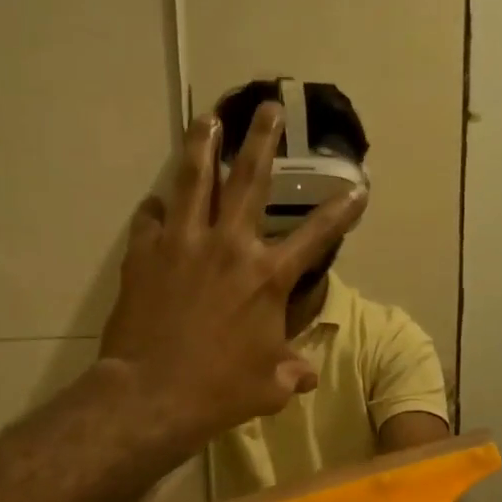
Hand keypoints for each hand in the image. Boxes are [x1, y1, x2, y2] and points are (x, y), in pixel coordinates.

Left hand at [98, 105, 365, 455]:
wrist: (152, 394)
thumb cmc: (220, 392)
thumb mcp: (270, 387)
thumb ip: (291, 372)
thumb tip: (308, 376)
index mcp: (267, 278)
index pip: (315, 236)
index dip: (340, 211)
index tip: (358, 187)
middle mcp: (229, 246)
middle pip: (249, 180)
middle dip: (262, 140)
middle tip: (268, 107)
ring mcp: (182, 244)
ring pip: (193, 179)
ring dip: (202, 145)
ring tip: (207, 119)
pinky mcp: (143, 254)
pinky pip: (150, 219)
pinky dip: (156, 209)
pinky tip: (156, 203)